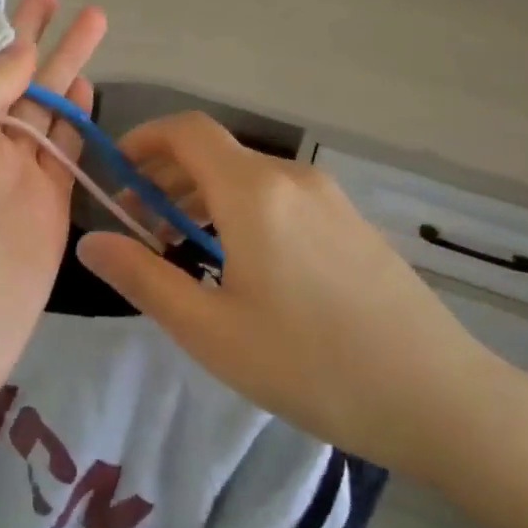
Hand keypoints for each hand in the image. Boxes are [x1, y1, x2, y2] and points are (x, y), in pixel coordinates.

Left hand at [0, 0, 106, 422]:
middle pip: (3, 74)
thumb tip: (21, 51)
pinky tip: (87, 83)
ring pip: (41, 106)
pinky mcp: (44, 206)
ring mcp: (8, 174)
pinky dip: (75, 116)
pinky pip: (63, 149)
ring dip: (63, 64)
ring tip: (93, 19)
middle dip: (29, 33)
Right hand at [76, 113, 517, 478]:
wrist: (437, 396)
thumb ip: (143, 278)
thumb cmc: (310, 364)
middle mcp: (292, 178)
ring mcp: (328, 197)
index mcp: (254, 192)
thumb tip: (90, 241)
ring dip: (202, 196)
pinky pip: (279, 196)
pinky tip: (239, 262)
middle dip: (166, 176)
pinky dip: (240, 209)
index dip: (143, 140)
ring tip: (180, 248)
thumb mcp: (210, 330)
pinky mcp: (350, 221)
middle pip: (214, 152)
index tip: (115, 176)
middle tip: (138, 226)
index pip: (186, 131)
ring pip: (247, 176)